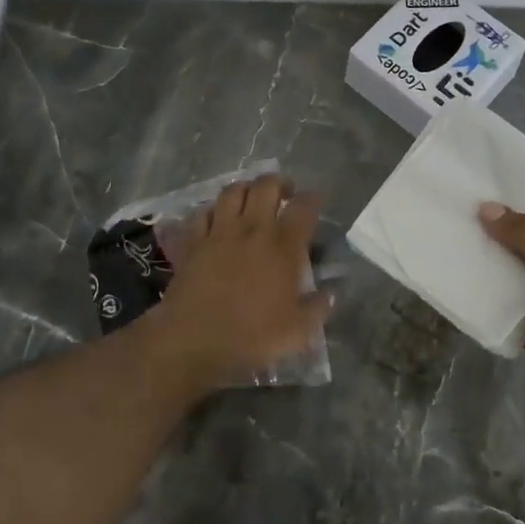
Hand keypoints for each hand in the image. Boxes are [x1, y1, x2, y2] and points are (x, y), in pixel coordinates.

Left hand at [151, 175, 330, 394]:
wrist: (194, 340)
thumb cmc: (252, 336)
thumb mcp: (297, 331)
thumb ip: (317, 308)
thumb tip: (331, 293)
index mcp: (283, 247)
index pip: (303, 208)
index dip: (311, 199)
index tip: (314, 200)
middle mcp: (252, 230)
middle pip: (266, 186)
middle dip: (279, 182)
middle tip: (284, 193)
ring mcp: (219, 233)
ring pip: (232, 191)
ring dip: (245, 188)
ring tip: (251, 197)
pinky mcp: (193, 242)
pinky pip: (202, 213)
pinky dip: (212, 210)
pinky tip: (216, 218)